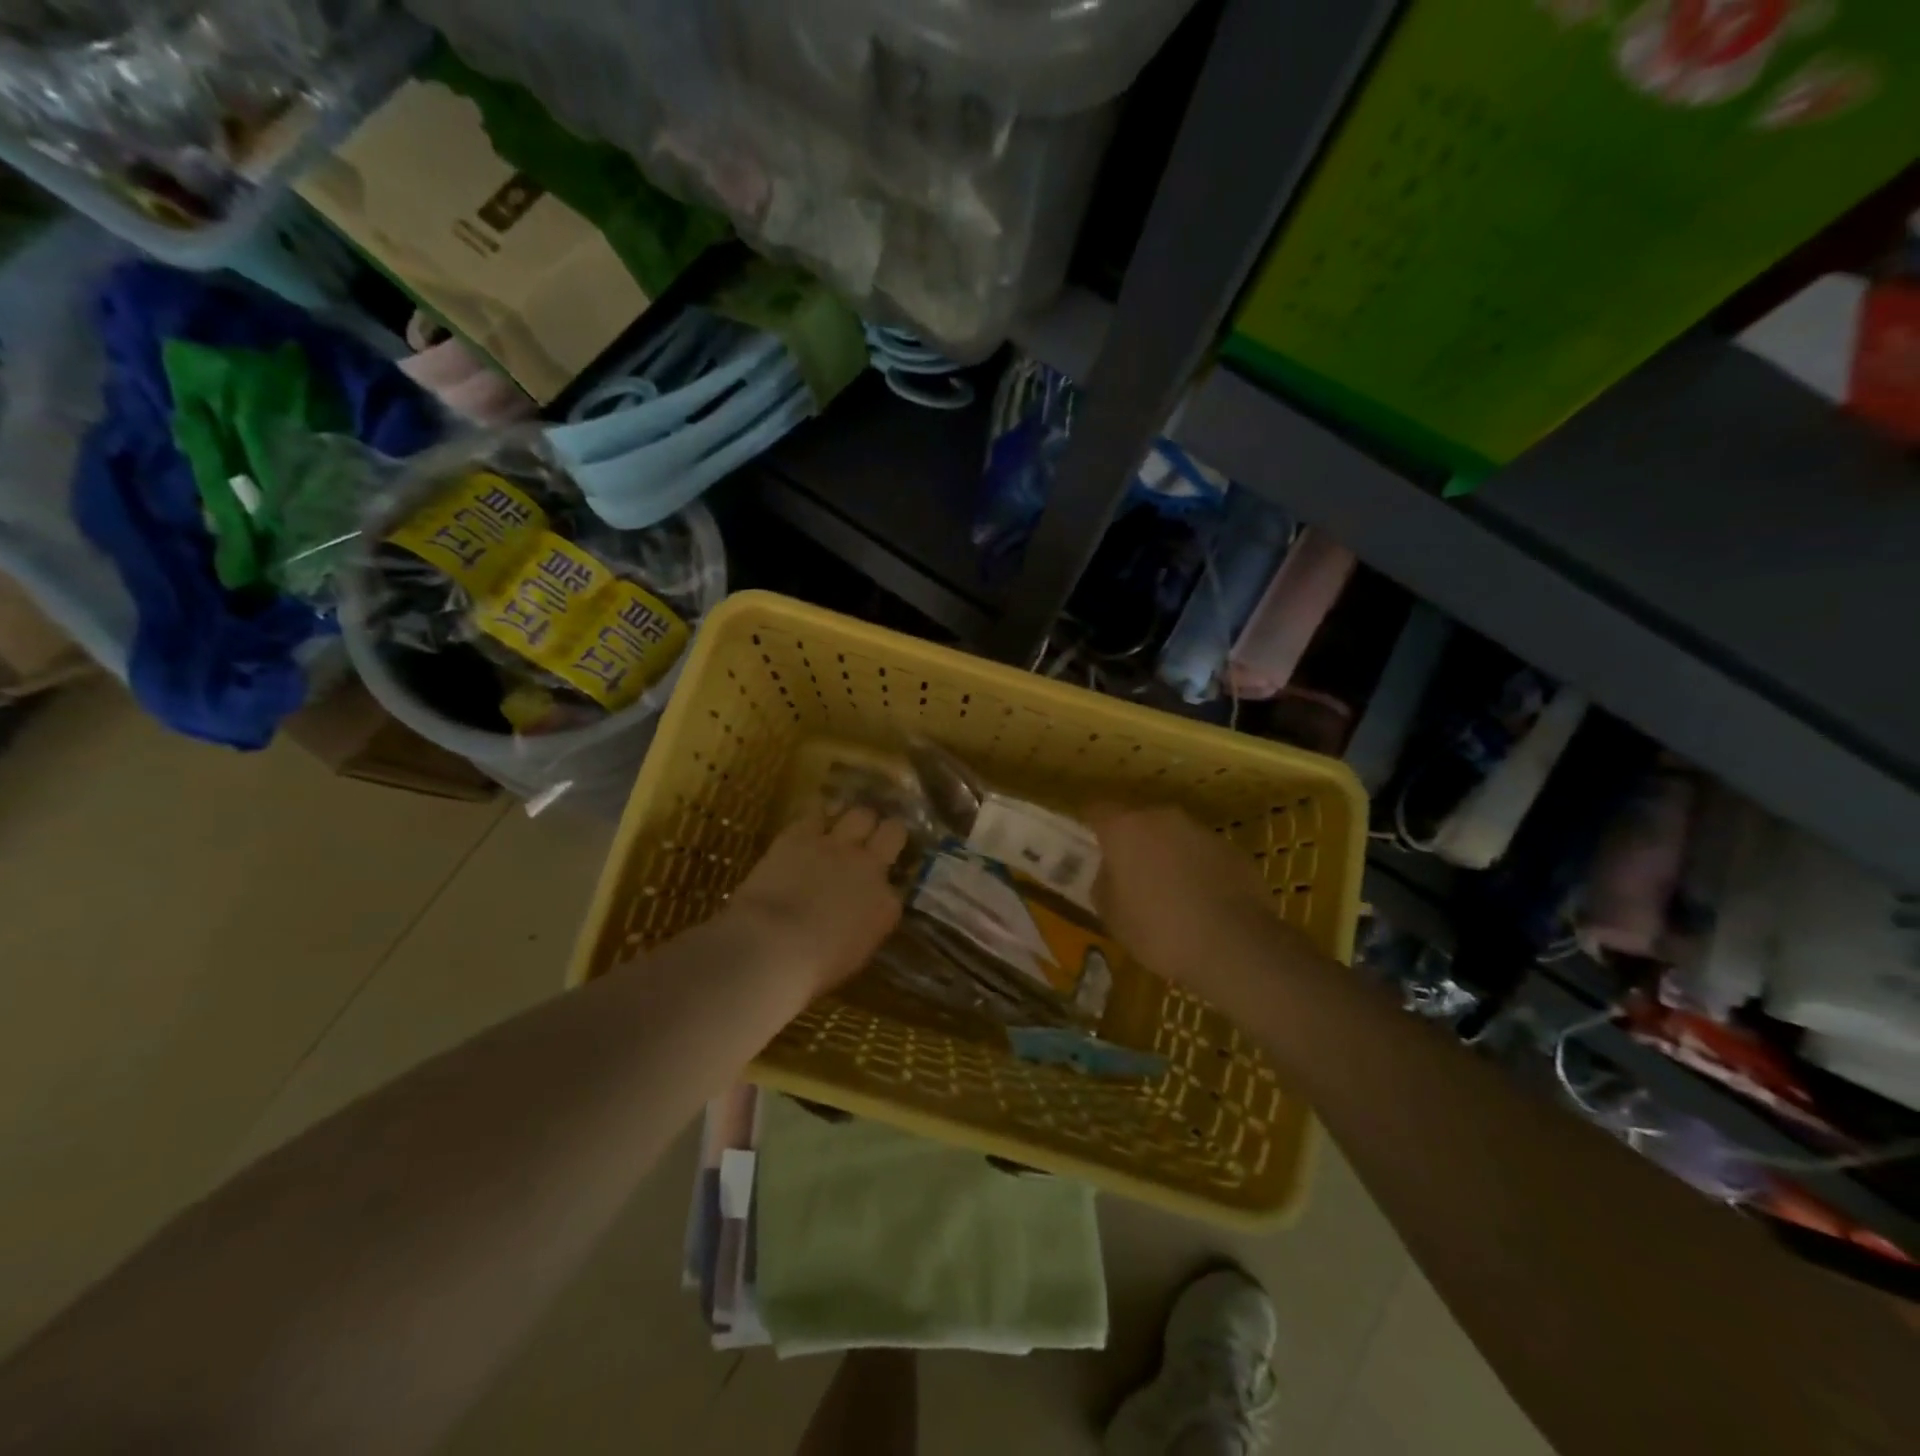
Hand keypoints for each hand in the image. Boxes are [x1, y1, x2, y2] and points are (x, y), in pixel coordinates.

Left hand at [721, 804, 909, 998]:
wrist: (771, 947)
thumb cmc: (811, 970)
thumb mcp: (853, 954)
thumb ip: (864, 927)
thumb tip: (856, 917)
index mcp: (886, 906)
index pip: (896, 886)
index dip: (885, 884)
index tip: (875, 889)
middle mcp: (870, 867)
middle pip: (893, 831)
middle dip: (886, 832)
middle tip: (874, 839)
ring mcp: (836, 846)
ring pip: (860, 813)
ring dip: (855, 820)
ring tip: (844, 827)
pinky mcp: (801, 835)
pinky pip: (816, 812)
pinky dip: (816, 818)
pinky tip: (811, 824)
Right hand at [1087, 804, 1286, 988]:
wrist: (1234, 945)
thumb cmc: (1159, 929)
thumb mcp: (1112, 916)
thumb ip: (1104, 884)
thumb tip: (1110, 873)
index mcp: (1125, 828)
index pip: (1097, 808)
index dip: (1090, 822)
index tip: (1087, 840)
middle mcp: (1162, 818)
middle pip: (1138, 819)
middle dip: (1132, 841)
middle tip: (1128, 872)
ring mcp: (1201, 831)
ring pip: (1172, 835)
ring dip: (1166, 854)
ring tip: (1168, 890)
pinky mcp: (1232, 850)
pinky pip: (1202, 853)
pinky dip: (1196, 868)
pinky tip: (1200, 901)